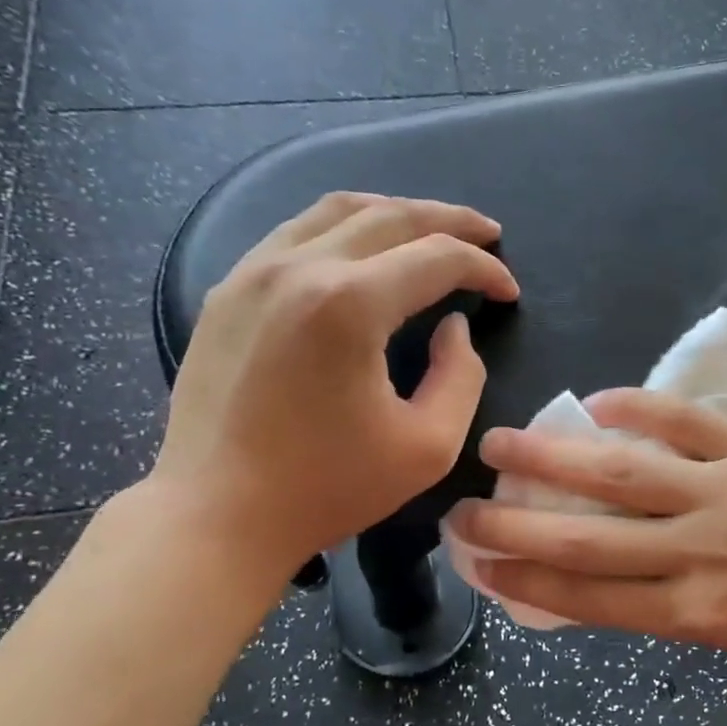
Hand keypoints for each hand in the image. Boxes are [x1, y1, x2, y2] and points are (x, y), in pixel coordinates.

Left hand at [147, 192, 518, 584]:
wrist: (217, 514)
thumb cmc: (328, 488)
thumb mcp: (428, 446)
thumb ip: (460, 376)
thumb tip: (452, 327)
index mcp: (349, 304)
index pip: (437, 258)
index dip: (485, 268)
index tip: (510, 293)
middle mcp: (298, 268)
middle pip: (390, 216)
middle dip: (450, 220)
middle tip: (488, 234)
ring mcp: (253, 272)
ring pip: (337, 211)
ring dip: (395, 213)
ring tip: (431, 229)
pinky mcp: (227, 290)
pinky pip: (295, 233)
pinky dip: (343, 229)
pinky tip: (362, 251)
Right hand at [446, 390, 726, 660]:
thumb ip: (675, 604)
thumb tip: (610, 574)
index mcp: (701, 612)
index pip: (590, 597)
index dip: (526, 579)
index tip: (479, 564)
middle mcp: (702, 552)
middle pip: (589, 539)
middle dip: (516, 525)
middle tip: (462, 509)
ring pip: (623, 474)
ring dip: (556, 457)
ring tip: (503, 442)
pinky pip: (686, 422)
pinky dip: (638, 409)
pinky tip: (598, 400)